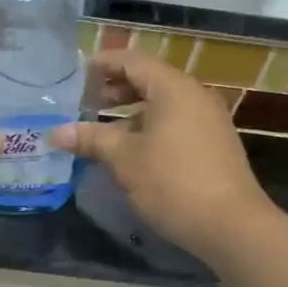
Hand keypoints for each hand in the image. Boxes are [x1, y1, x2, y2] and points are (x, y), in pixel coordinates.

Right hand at [53, 49, 269, 261]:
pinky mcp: (213, 144)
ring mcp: (208, 120)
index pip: (132, 61)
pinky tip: (131, 150)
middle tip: (84, 102)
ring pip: (162, 104)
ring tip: (101, 129)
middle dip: (115, 88)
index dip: (103, 64)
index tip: (76, 74)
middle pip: (149, 79)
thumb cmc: (173, 182)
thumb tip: (55, 133)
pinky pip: (175, 122)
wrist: (232, 225)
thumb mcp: (124, 159)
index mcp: (173, 88)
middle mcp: (194, 95)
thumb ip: (91, 139)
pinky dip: (149, 127)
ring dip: (130, 111)